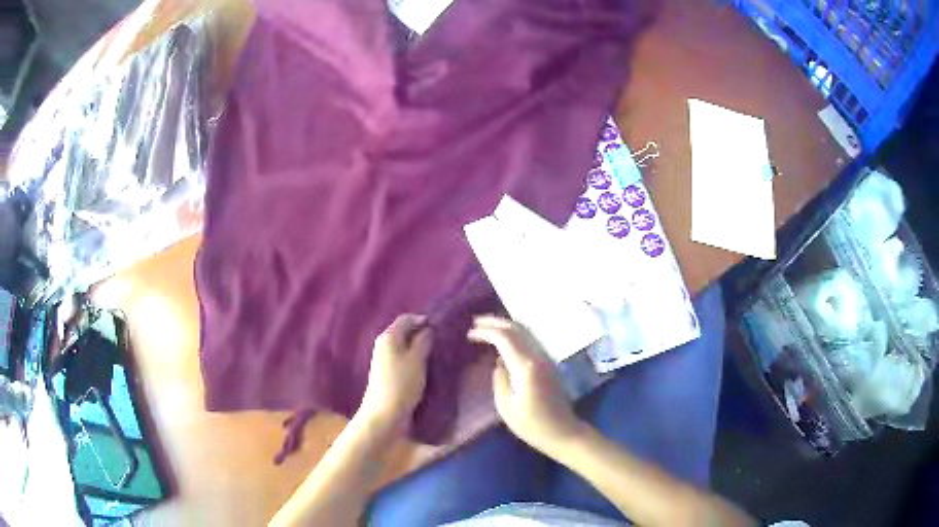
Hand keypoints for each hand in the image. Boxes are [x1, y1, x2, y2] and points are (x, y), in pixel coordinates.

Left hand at [359, 314, 431, 432]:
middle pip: (405, 332)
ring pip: (405, 347)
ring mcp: (384, 360)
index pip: (406, 318)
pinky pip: (404, 360)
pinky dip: (415, 360)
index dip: (423, 319)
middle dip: (423, 334)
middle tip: (443, 340)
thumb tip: (428, 328)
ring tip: (439, 354)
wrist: (384, 414)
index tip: (442, 326)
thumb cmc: (402, 384)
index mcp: (388, 337)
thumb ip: (423, 341)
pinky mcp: (388, 374)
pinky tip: (427, 367)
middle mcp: (384, 345)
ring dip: (420, 349)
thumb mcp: (417, 360)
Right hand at [468, 316, 584, 455]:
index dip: (486, 332)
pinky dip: (515, 335)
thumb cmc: (532, 425)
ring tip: (488, 328)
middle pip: (517, 329)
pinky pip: (530, 341)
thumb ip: (499, 380)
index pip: (504, 338)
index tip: (470, 333)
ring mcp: (546, 359)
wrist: (563, 432)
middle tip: (476, 322)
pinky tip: (505, 341)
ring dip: (506, 326)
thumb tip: (499, 363)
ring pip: (526, 332)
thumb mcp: (506, 407)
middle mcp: (538, 357)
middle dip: (496, 322)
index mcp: (525, 367)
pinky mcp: (549, 364)